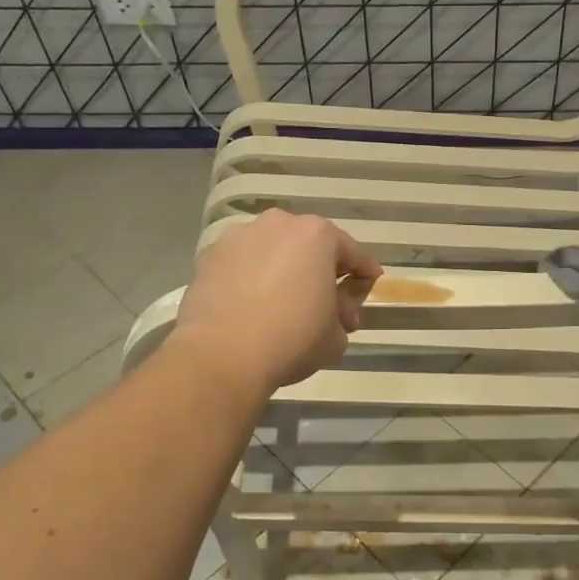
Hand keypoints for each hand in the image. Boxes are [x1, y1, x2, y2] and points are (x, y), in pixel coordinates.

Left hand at [171, 210, 381, 392]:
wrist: (222, 355)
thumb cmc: (293, 338)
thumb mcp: (336, 335)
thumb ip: (343, 314)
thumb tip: (336, 312)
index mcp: (317, 235)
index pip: (353, 253)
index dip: (365, 273)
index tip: (370, 286)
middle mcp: (278, 224)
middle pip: (310, 246)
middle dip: (321, 271)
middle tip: (327, 303)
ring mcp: (238, 237)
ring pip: (272, 252)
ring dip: (283, 271)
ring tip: (283, 304)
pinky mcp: (209, 257)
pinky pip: (242, 265)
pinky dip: (251, 279)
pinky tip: (252, 307)